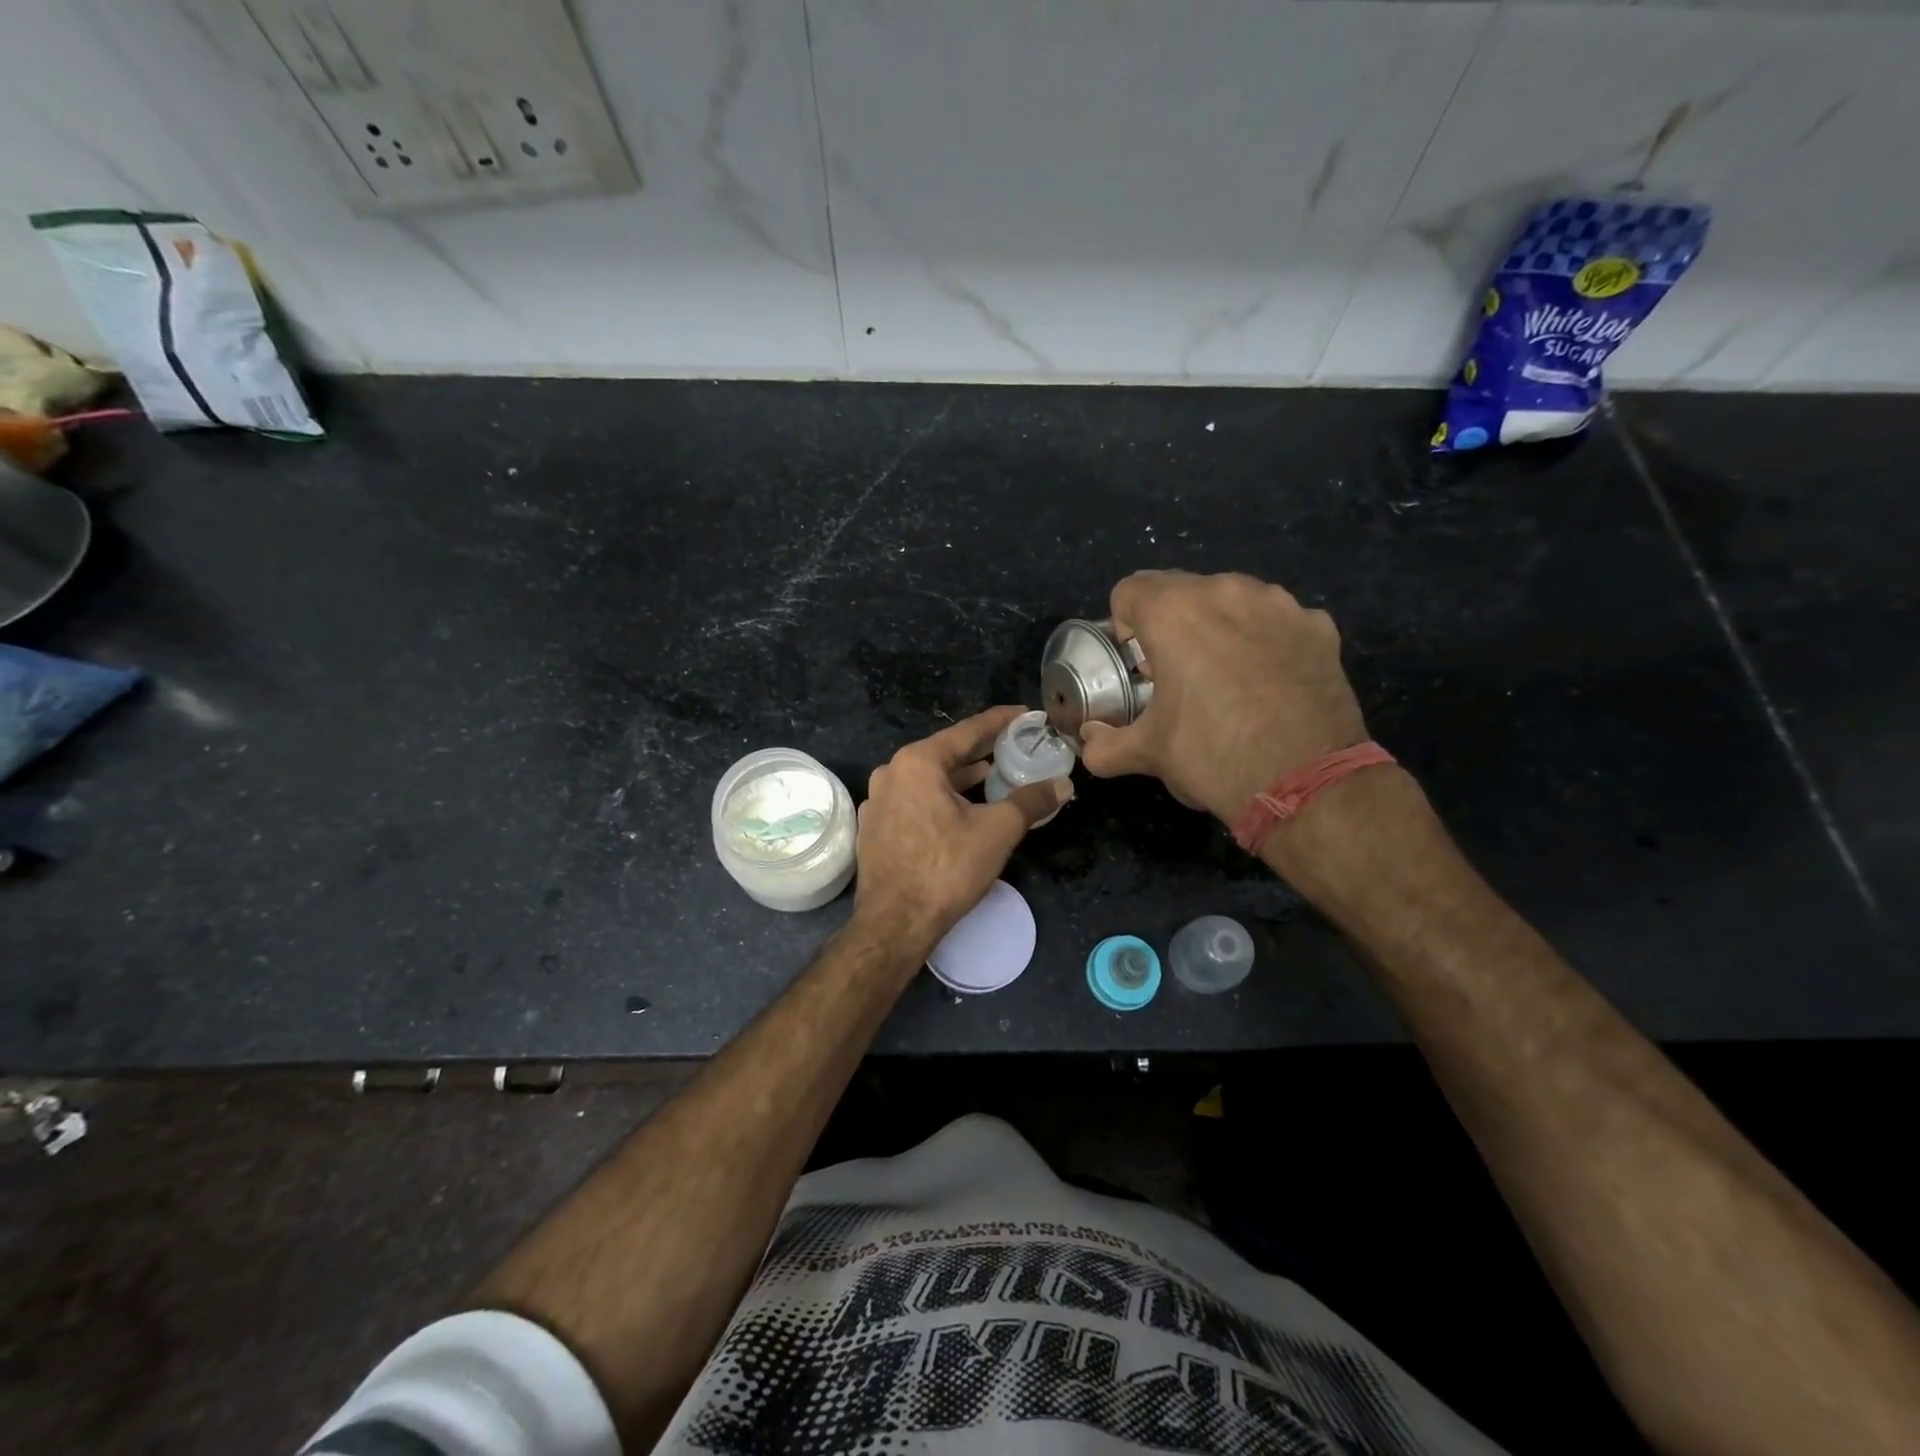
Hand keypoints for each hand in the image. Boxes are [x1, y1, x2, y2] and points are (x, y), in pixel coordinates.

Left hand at [853, 706, 1072, 955]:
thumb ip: (1031, 801)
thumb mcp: (997, 831)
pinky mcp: (874, 827)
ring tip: (993, 776)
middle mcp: (891, 772)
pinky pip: (913, 800)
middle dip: (981, 751)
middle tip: (1015, 748)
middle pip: (945, 753)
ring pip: (928, 778)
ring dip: (960, 777)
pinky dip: (939, 798)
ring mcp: (878, 800)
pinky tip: (959, 809)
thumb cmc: (946, 869)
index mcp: (917, 762)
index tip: (1025, 715)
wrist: (895, 923)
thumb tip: (1064, 784)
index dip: (1000, 721)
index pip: (967, 731)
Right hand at [1078, 571, 1368, 823]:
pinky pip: (1278, 620)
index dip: (1124, 626)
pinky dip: (1266, 640)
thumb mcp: (1149, 754)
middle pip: (1181, 591)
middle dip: (1171, 625)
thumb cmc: (1213, 755)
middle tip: (1177, 674)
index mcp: (1173, 612)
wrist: (1307, 780)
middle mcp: (1225, 591)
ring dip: (1219, 626)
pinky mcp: (1319, 626)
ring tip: (1226, 677)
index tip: (1137, 663)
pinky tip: (1270, 682)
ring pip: (1232, 599)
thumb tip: (1088, 741)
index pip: (1129, 591)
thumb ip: (1106, 745)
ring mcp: (1279, 604)